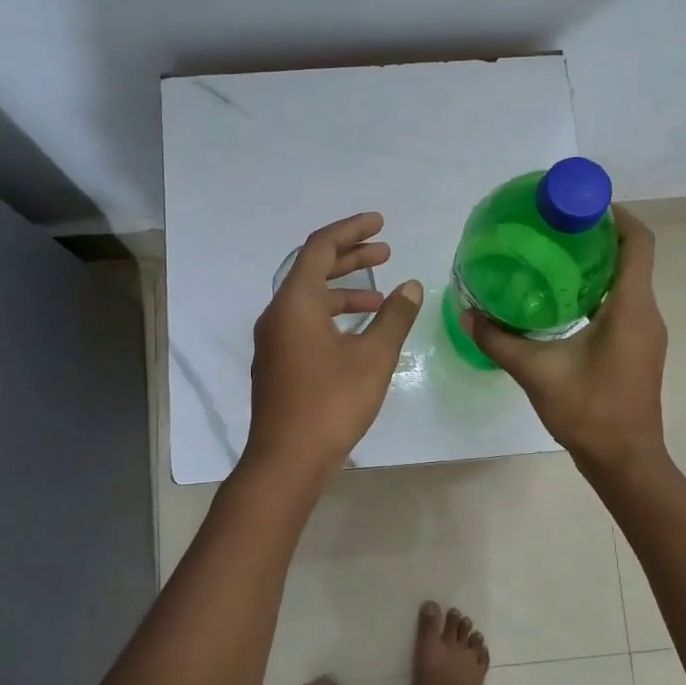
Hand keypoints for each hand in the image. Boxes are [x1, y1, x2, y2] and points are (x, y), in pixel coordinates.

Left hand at [245, 212, 423, 479]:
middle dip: (351, 257)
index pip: (320, 247)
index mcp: (296, 302)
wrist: (287, 460)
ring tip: (381, 297)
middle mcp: (278, 314)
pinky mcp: (277, 362)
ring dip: (345, 291)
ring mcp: (274, 340)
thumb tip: (411, 286)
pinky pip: (305, 321)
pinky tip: (359, 332)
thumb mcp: (373, 357)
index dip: (351, 230)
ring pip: (310, 299)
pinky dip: (333, 315)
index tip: (381, 224)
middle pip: (313, 270)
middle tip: (386, 252)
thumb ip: (395, 317)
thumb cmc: (331, 402)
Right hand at [466, 207, 666, 473]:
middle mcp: (647, 313)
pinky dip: (597, 292)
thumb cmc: (589, 411)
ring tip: (553, 258)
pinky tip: (562, 302)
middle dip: (597, 237)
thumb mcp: (537, 372)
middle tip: (554, 229)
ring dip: (597, 266)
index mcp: (631, 308)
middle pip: (632, 258)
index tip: (580, 204)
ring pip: (627, 283)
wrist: (625, 461)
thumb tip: (467, 314)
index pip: (638, 243)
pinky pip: (623, 305)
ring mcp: (646, 333)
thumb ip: (500, 341)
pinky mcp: (639, 349)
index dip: (616, 215)